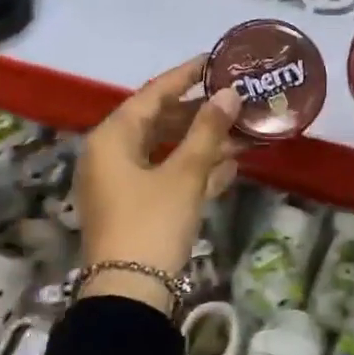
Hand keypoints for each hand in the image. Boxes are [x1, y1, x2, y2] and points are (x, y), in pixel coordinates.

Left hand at [75, 56, 241, 308]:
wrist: (129, 295)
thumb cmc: (152, 223)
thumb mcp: (184, 174)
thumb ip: (208, 131)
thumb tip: (229, 93)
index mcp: (112, 137)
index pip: (153, 93)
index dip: (186, 75)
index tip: (216, 59)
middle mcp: (110, 154)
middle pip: (159, 121)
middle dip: (201, 114)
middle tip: (236, 98)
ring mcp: (121, 183)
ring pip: (166, 151)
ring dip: (202, 143)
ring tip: (243, 131)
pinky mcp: (134, 207)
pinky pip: (165, 176)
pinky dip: (194, 169)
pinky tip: (230, 165)